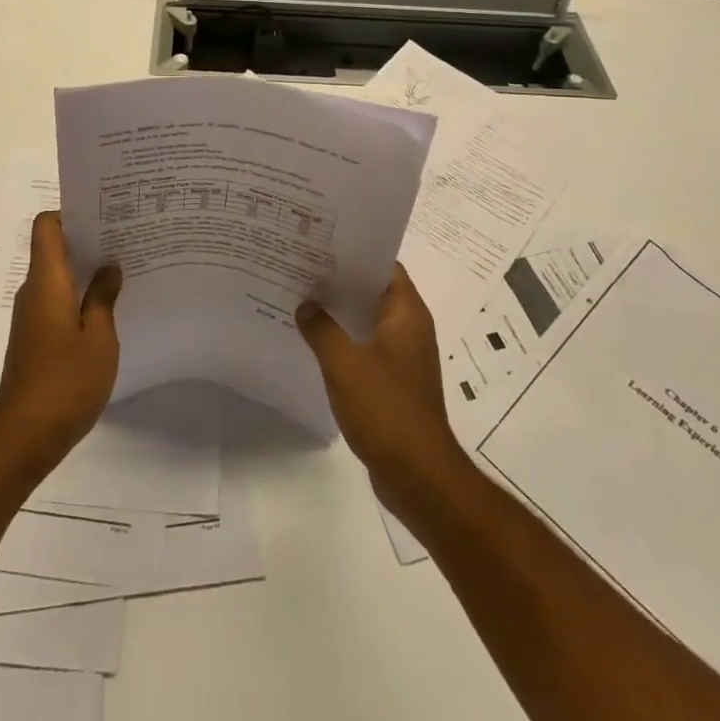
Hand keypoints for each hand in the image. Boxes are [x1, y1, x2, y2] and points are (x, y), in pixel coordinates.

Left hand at [0, 211, 122, 477]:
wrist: (24, 437)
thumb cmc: (65, 381)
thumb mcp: (98, 338)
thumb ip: (103, 297)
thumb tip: (108, 267)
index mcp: (46, 281)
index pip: (47, 226)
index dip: (70, 213)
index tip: (103, 216)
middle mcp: (33, 291)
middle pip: (54, 248)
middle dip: (87, 240)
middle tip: (126, 239)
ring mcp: (31, 316)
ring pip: (57, 277)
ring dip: (85, 271)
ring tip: (123, 271)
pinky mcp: (34, 338)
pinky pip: (56, 301)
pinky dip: (79, 296)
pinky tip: (107, 309)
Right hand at [297, 265, 465, 499]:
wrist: (418, 476)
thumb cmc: (386, 408)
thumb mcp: (344, 362)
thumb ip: (321, 328)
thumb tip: (305, 305)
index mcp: (407, 313)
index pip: (384, 266)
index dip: (355, 253)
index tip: (322, 244)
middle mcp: (410, 329)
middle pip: (373, 292)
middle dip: (340, 281)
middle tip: (302, 267)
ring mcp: (404, 358)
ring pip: (367, 322)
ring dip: (339, 314)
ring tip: (300, 300)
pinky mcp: (395, 384)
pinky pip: (366, 349)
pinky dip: (344, 342)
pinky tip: (313, 344)